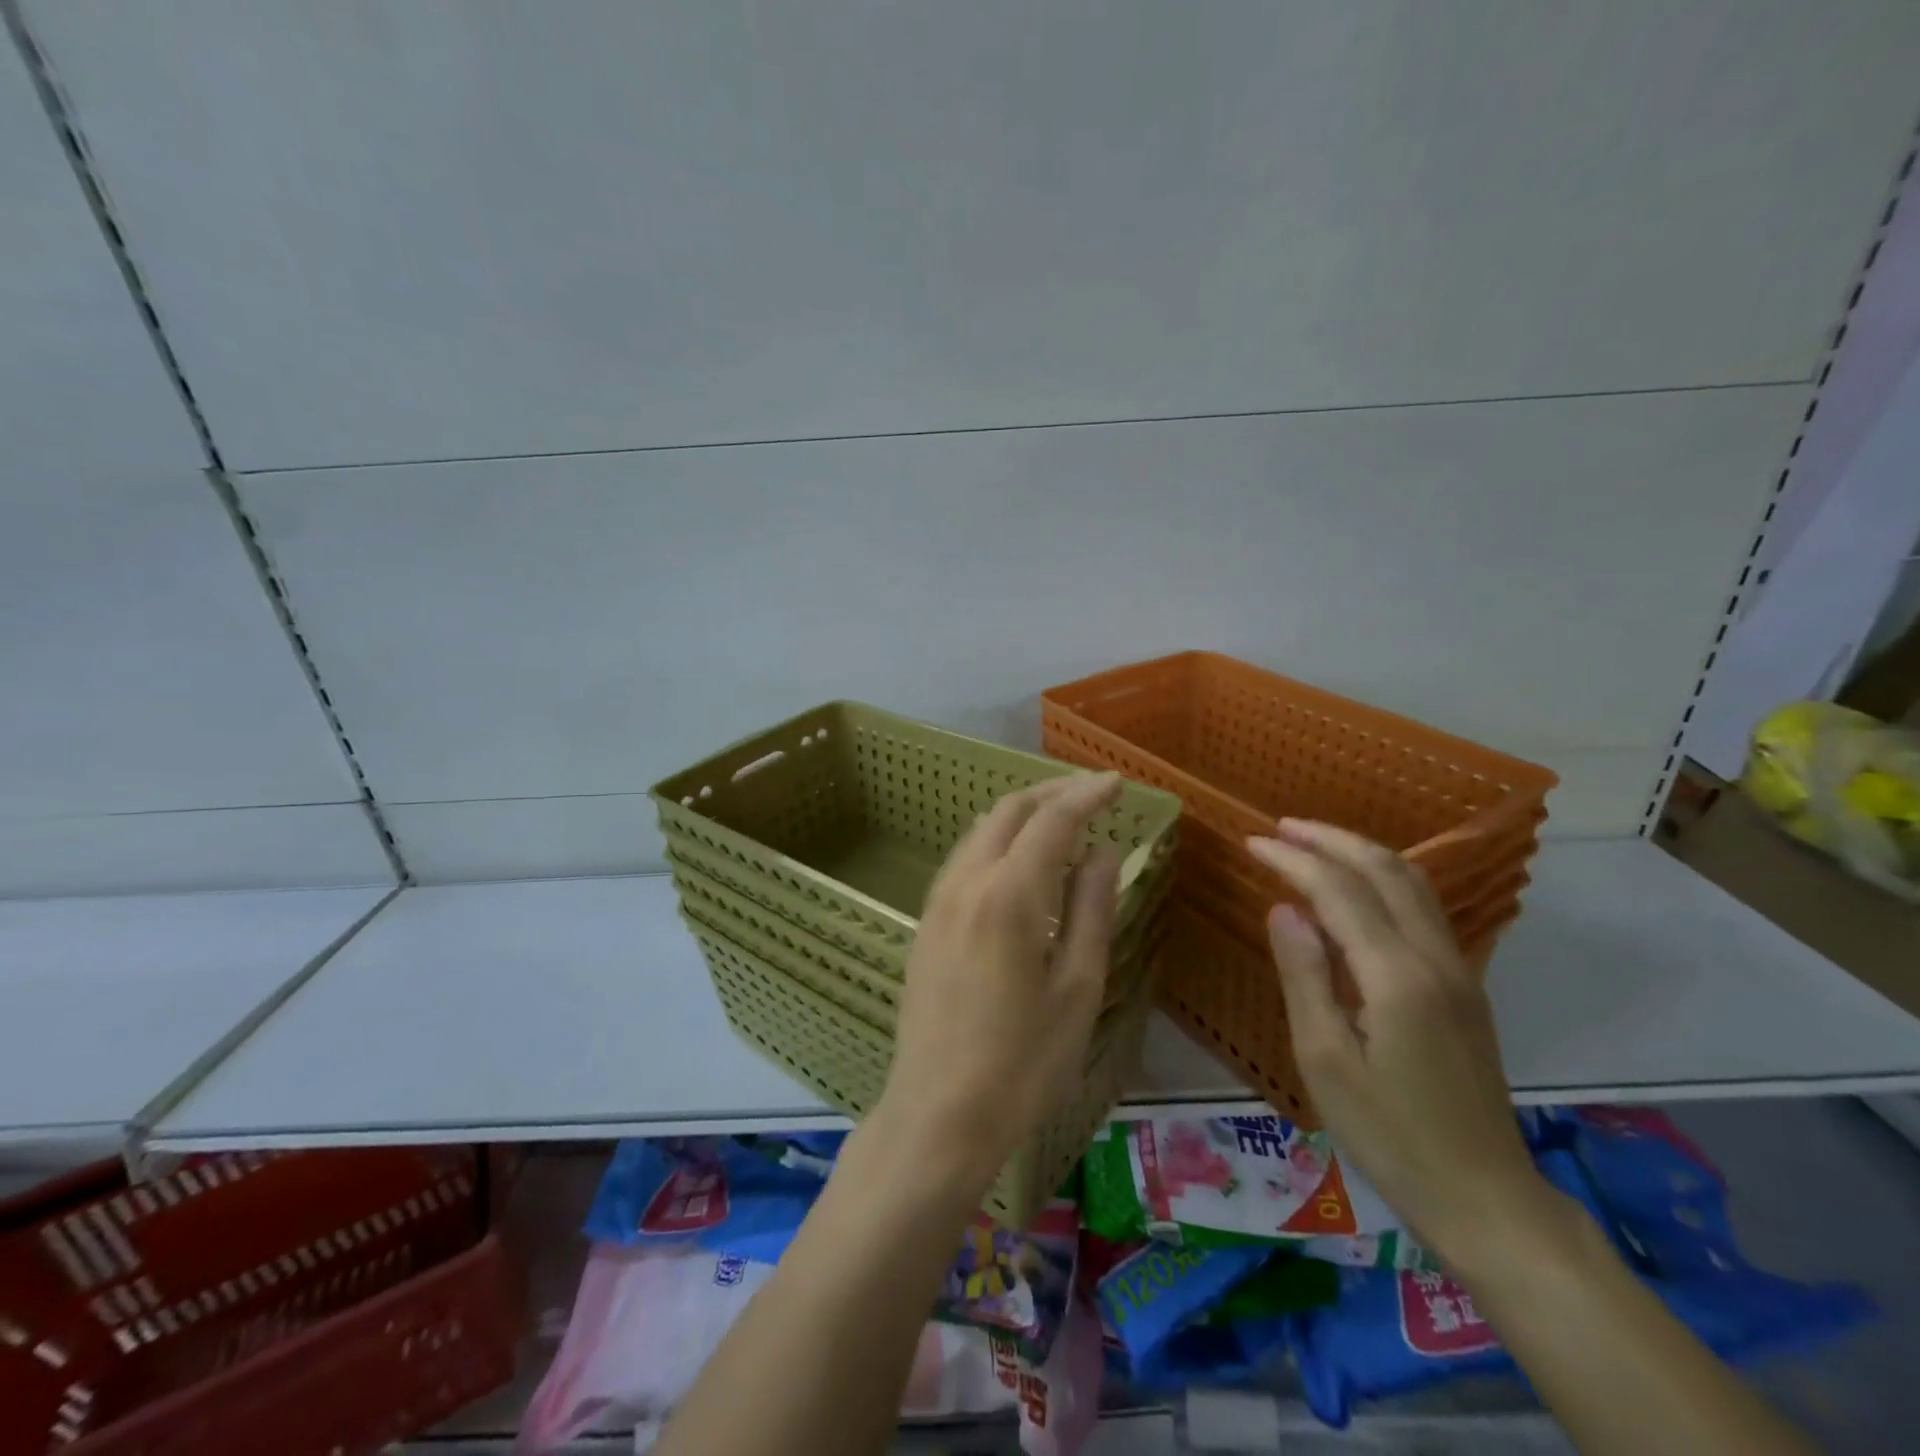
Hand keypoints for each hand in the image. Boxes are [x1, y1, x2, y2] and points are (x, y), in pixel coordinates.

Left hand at [879, 772, 1125, 1195]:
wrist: (939, 1114)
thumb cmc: (1023, 1062)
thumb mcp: (1078, 988)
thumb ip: (1092, 909)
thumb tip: (1104, 851)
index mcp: (1009, 894)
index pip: (1053, 820)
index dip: (1087, 795)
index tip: (1117, 783)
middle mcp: (966, 882)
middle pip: (1009, 811)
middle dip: (1053, 793)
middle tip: (1093, 795)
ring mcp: (939, 901)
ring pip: (981, 831)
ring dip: (1023, 815)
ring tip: (1063, 824)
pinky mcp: (927, 922)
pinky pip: (965, 859)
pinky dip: (999, 842)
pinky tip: (1021, 865)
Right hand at [1247, 820, 1549, 1265]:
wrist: (1486, 1199)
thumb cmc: (1389, 1134)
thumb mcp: (1325, 1059)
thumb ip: (1304, 975)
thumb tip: (1283, 909)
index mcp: (1396, 975)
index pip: (1339, 890)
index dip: (1293, 859)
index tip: (1251, 843)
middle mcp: (1435, 958)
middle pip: (1386, 870)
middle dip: (1331, 839)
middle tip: (1281, 827)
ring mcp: (1458, 972)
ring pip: (1414, 884)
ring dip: (1362, 853)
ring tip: (1314, 844)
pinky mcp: (1464, 988)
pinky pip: (1423, 909)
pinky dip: (1384, 880)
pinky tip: (1358, 889)